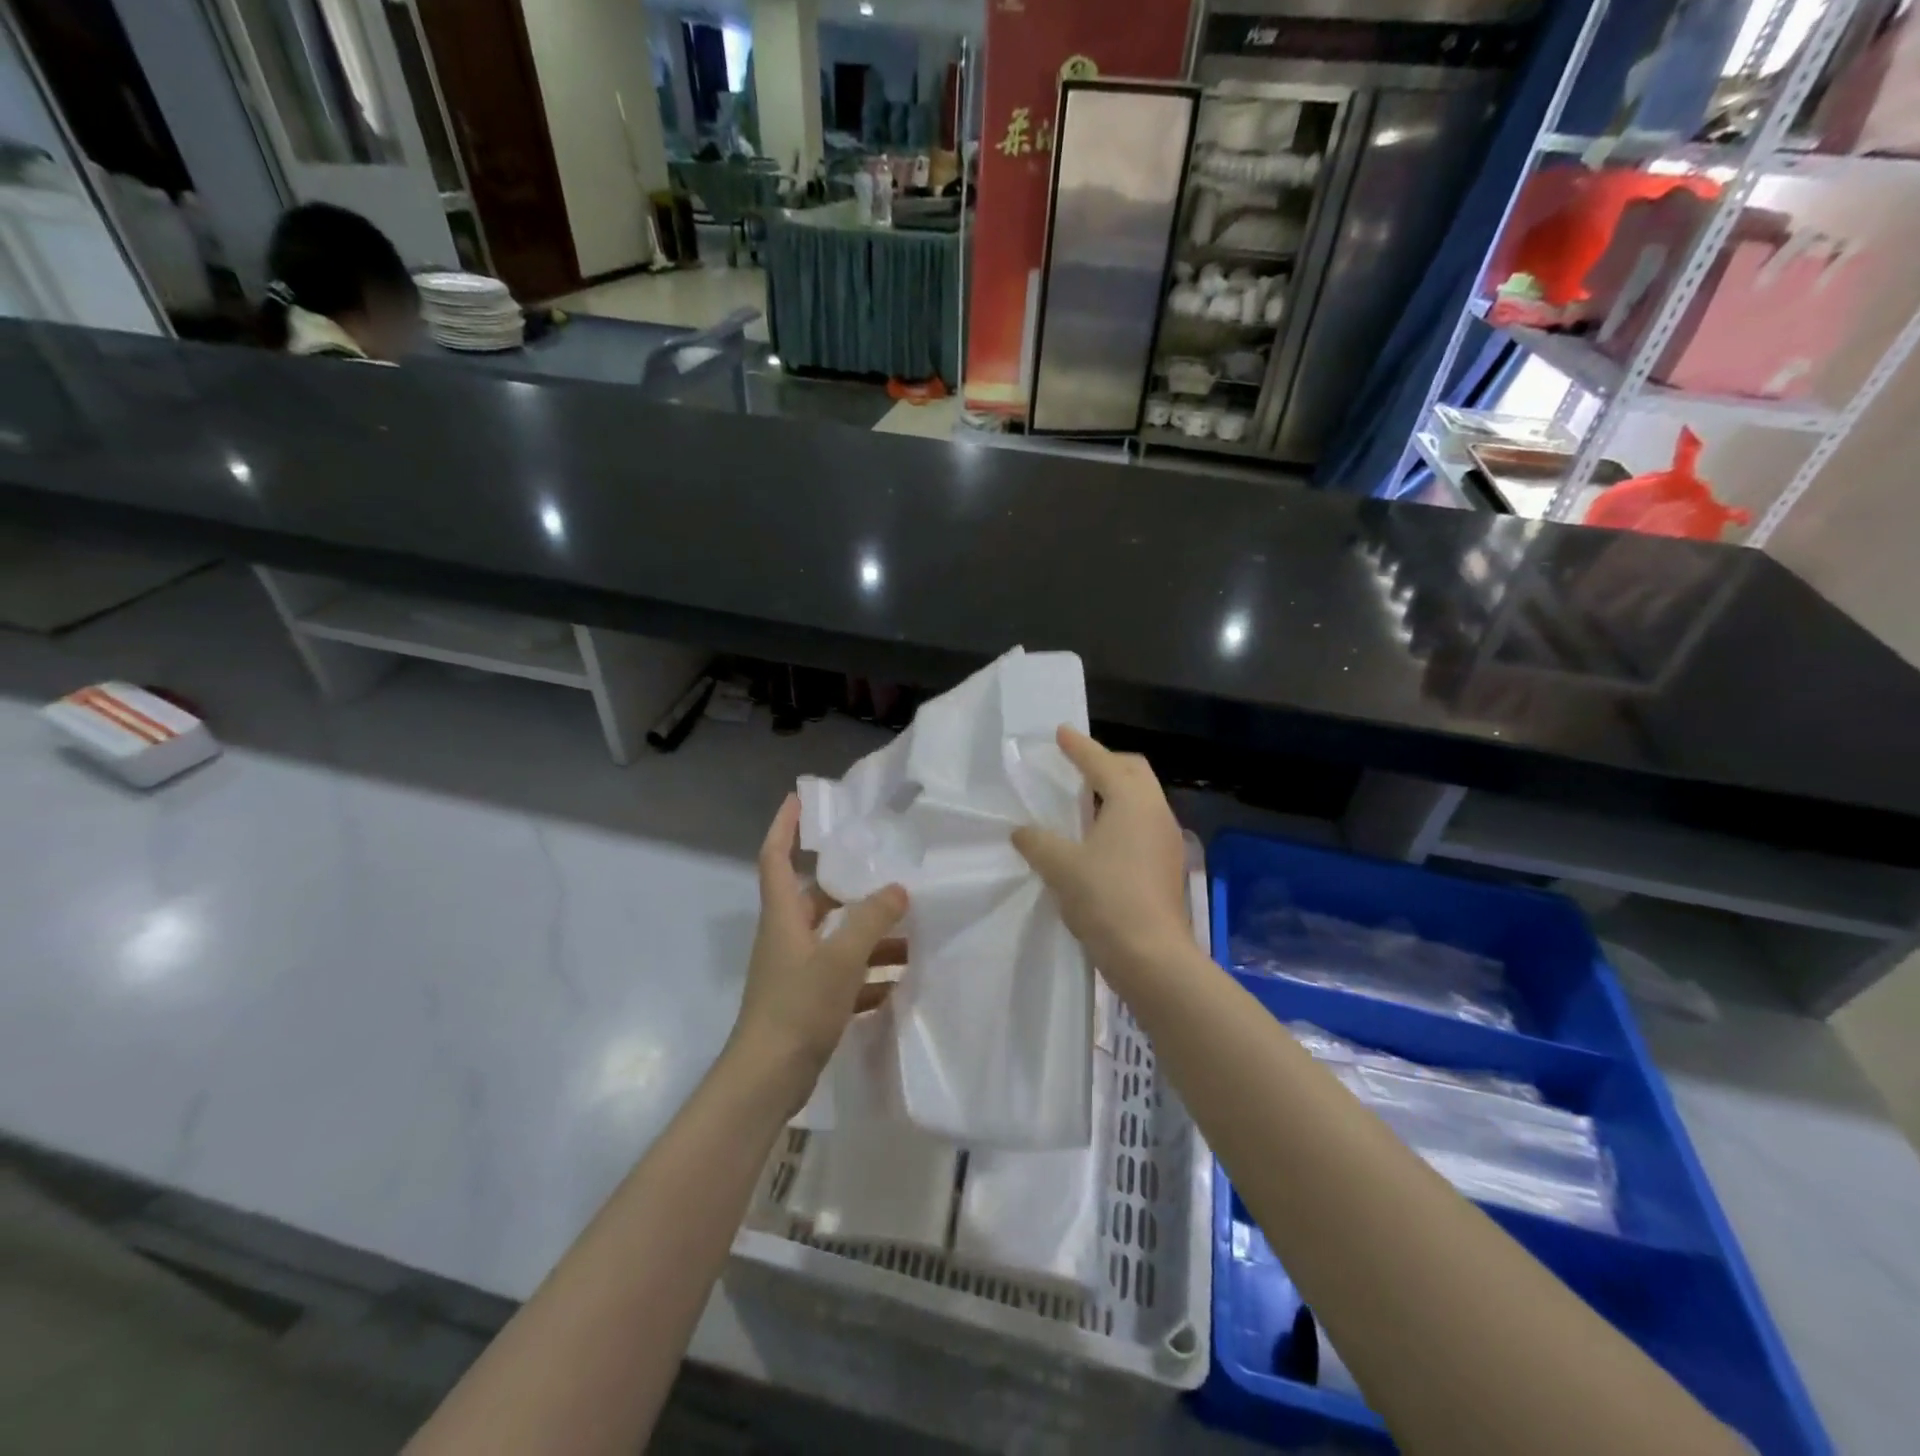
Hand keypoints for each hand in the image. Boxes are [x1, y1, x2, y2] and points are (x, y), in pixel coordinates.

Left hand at [729, 794, 907, 1095]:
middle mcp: (787, 937)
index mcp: (783, 916)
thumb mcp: (841, 957)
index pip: (775, 856)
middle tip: (889, 874)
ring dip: (869, 935)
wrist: (767, 1080)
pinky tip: (899, 980)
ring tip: (911, 931)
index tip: (799, 799)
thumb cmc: (797, 1007)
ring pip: (836, 939)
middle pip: (818, 899)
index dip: (784, 825)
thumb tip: (898, 889)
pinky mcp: (808, 1002)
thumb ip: (871, 919)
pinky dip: (868, 974)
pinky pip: (843, 976)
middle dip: (852, 887)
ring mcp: (796, 971)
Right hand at [1012, 727, 1190, 986]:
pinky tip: (1101, 839)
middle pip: (1134, 772)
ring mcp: (1167, 840)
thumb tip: (1022, 832)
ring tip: (1086, 802)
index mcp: (1132, 801)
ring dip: (1116, 792)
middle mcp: (1156, 812)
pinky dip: (1123, 818)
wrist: (1151, 956)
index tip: (1062, 732)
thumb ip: (1038, 842)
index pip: (1102, 763)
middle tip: (1078, 765)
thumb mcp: (1060, 867)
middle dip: (1106, 763)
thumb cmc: (1105, 899)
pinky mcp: (1168, 866)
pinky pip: (1144, 825)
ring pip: (1143, 799)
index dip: (1079, 747)